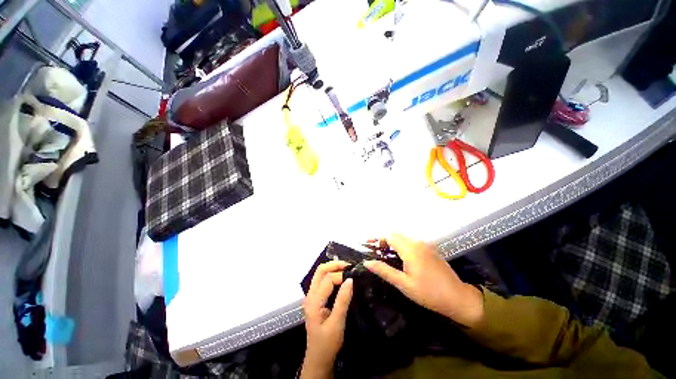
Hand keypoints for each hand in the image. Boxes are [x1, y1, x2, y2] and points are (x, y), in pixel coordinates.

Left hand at [300, 261, 353, 378]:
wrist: (318, 359)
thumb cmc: (327, 343)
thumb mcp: (337, 323)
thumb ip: (343, 300)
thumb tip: (350, 279)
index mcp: (314, 301)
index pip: (328, 279)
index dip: (341, 276)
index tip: (353, 278)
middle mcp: (310, 295)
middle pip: (320, 271)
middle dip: (334, 265)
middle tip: (349, 265)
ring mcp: (312, 296)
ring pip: (320, 274)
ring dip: (333, 268)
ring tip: (346, 269)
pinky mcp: (316, 299)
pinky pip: (322, 281)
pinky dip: (331, 275)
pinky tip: (341, 277)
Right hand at [364, 234, 483, 327]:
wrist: (458, 298)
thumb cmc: (428, 293)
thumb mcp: (403, 284)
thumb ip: (384, 270)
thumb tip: (367, 262)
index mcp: (410, 249)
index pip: (390, 236)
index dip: (378, 239)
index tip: (368, 245)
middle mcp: (418, 243)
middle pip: (396, 234)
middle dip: (384, 240)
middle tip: (376, 252)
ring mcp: (425, 245)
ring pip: (404, 238)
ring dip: (393, 243)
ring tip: (386, 255)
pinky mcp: (430, 249)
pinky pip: (412, 242)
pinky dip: (402, 245)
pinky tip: (400, 258)